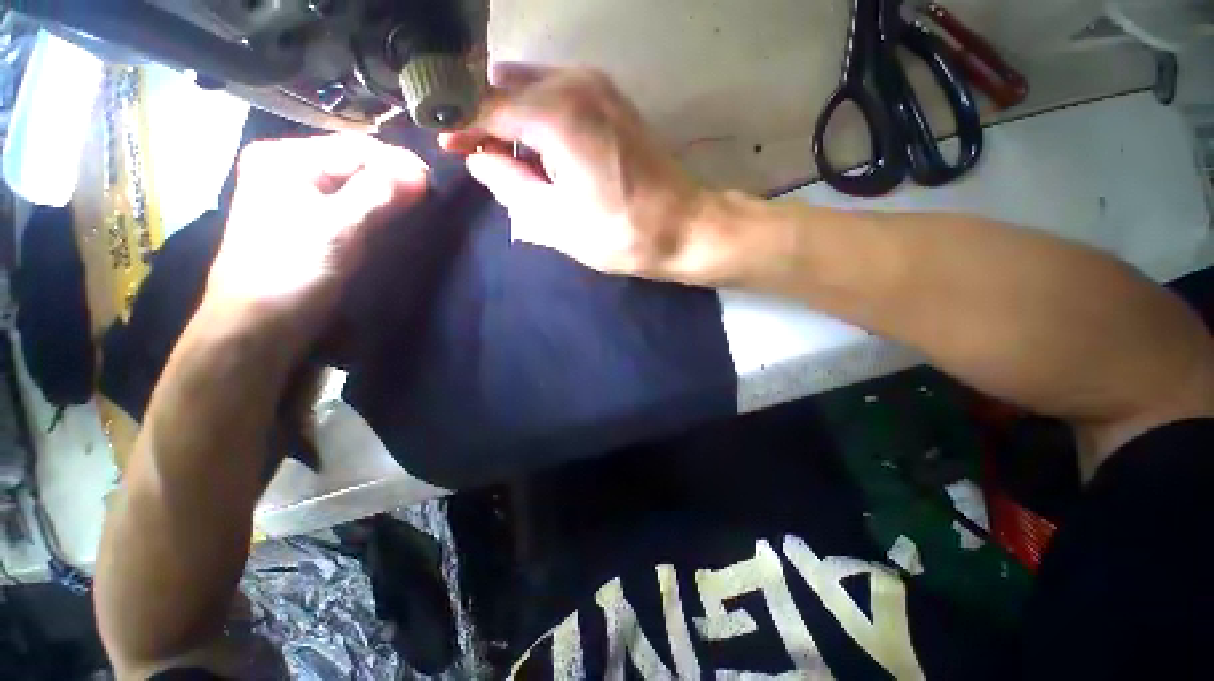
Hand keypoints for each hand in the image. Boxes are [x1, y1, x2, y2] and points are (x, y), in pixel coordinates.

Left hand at [206, 134, 428, 343]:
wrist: (261, 322)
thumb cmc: (293, 270)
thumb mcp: (338, 227)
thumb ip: (379, 194)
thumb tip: (421, 174)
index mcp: (286, 159)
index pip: (354, 148)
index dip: (397, 163)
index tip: (433, 183)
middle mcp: (290, 169)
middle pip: (354, 164)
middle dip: (393, 179)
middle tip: (430, 197)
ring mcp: (298, 195)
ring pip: (355, 185)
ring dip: (388, 195)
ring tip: (419, 207)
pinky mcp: (310, 221)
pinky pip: (351, 204)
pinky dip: (376, 209)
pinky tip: (396, 217)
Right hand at [441, 64, 724, 283]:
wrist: (685, 228)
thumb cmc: (621, 234)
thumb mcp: (555, 221)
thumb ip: (509, 185)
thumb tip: (478, 158)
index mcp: (556, 114)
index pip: (485, 107)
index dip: (460, 125)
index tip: (444, 144)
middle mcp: (574, 84)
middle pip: (507, 87)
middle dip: (487, 118)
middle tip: (483, 158)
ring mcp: (598, 87)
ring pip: (532, 86)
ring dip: (514, 117)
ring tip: (514, 160)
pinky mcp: (613, 100)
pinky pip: (559, 94)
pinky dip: (540, 115)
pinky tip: (544, 149)